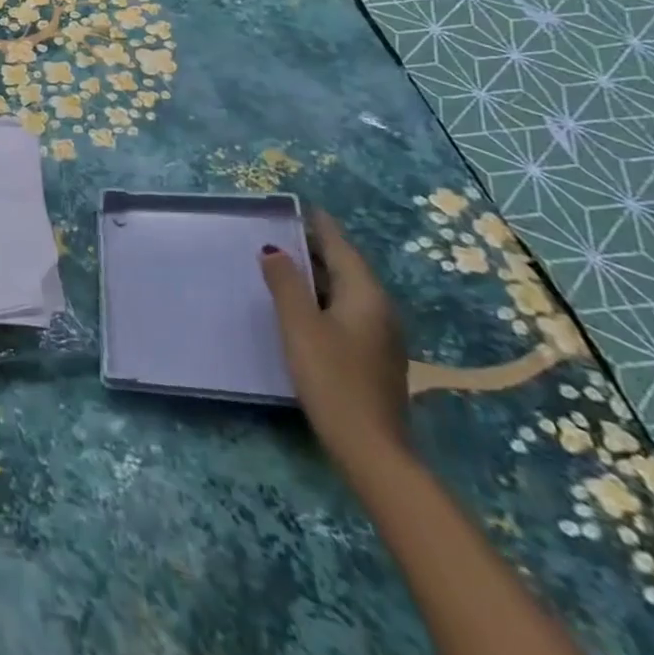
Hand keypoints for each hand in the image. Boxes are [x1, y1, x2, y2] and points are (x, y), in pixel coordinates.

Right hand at [259, 208, 408, 467]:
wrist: (370, 447)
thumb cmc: (331, 377)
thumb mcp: (299, 325)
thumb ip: (285, 283)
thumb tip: (273, 250)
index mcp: (365, 295)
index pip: (341, 248)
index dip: (320, 226)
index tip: (302, 207)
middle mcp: (379, 309)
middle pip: (346, 268)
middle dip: (318, 247)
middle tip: (283, 231)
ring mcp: (380, 336)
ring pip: (347, 291)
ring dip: (320, 274)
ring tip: (287, 262)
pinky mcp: (373, 357)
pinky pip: (347, 310)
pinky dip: (324, 297)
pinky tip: (304, 305)